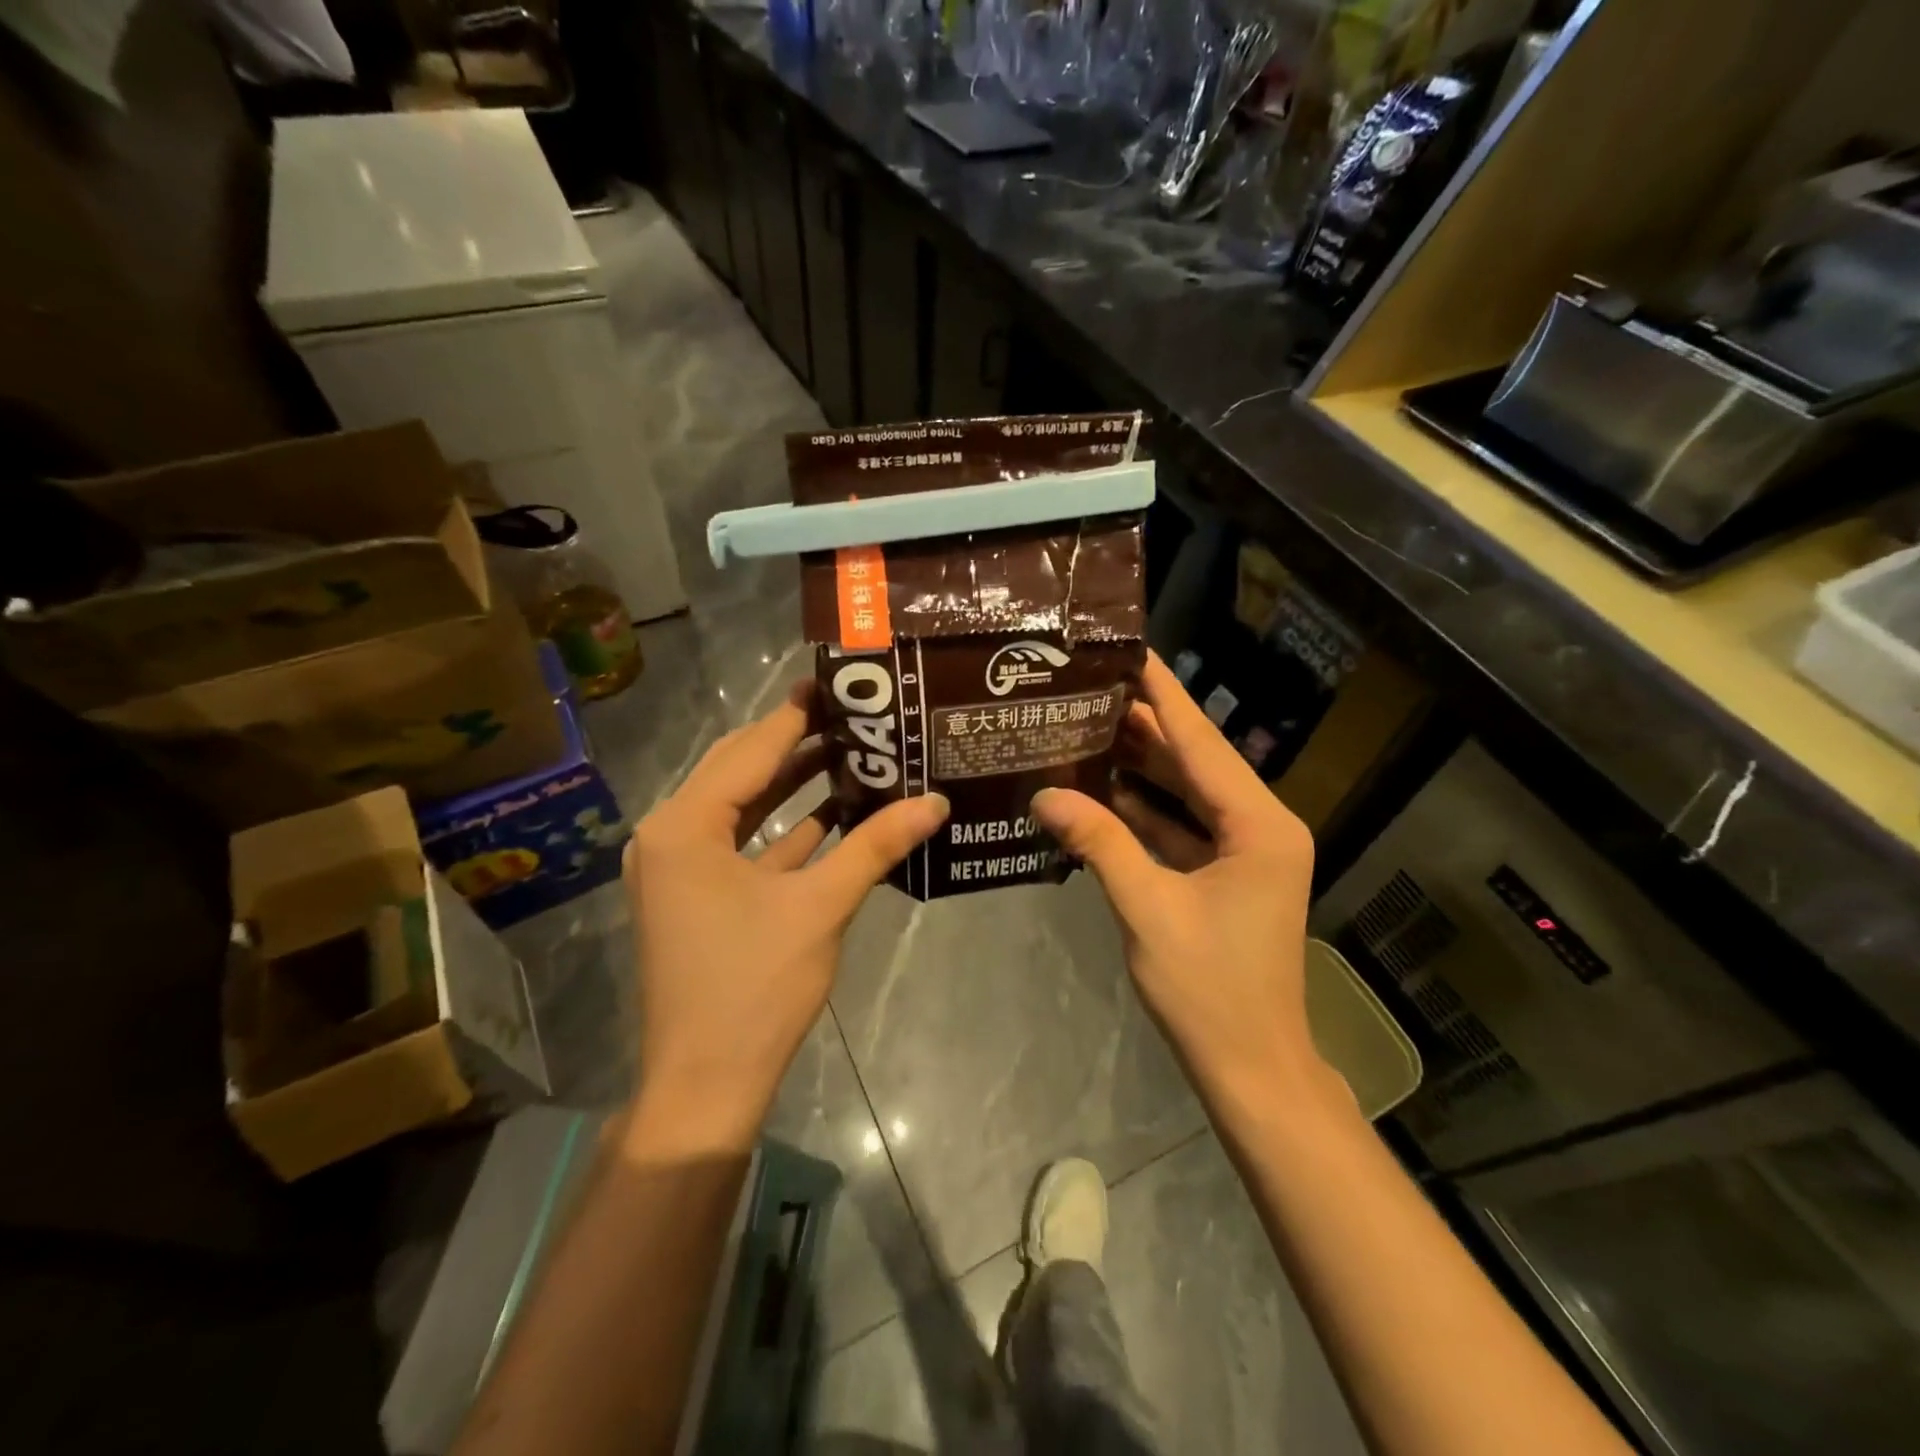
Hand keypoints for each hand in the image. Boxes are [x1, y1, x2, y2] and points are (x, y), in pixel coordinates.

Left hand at [623, 682, 948, 1140]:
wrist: (706, 1086)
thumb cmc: (755, 988)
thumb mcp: (820, 907)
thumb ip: (876, 845)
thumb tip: (936, 801)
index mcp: (684, 826)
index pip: (749, 750)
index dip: (797, 714)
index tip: (840, 683)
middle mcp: (671, 835)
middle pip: (740, 770)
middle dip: (796, 741)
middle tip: (854, 712)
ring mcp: (680, 868)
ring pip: (743, 806)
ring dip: (793, 782)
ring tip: (854, 750)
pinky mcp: (697, 895)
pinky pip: (744, 843)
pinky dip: (786, 827)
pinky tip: (837, 810)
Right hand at [1032, 651, 1342, 1118]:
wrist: (1251, 1068)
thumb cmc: (1208, 989)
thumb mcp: (1147, 908)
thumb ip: (1099, 842)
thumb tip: (1044, 794)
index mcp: (1258, 825)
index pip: (1202, 743)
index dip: (1163, 695)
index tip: (1130, 652)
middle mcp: (1259, 827)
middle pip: (1195, 762)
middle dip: (1145, 726)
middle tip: (1090, 687)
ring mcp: (1244, 853)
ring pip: (1187, 794)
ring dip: (1141, 767)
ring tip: (1088, 725)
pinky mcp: (1225, 876)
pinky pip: (1182, 828)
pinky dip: (1145, 811)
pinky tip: (1100, 790)